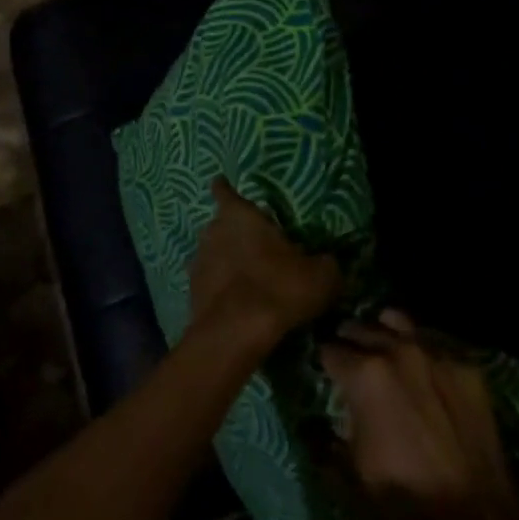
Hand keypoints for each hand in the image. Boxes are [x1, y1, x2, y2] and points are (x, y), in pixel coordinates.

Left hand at [188, 177, 340, 356]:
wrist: (235, 334)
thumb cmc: (277, 289)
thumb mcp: (320, 277)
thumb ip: (325, 263)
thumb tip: (327, 262)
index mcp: (239, 216)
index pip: (225, 191)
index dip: (225, 188)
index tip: (224, 185)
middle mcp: (211, 231)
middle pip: (220, 224)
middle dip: (234, 232)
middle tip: (256, 245)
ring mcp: (197, 262)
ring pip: (212, 253)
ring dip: (226, 261)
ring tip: (247, 276)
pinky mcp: (191, 292)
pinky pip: (208, 282)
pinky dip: (220, 288)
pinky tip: (236, 302)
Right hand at [322, 310, 518, 519]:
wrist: (478, 519)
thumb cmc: (404, 498)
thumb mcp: (350, 473)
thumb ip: (324, 437)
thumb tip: (311, 423)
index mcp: (364, 373)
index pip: (329, 349)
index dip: (324, 364)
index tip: (326, 374)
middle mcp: (397, 350)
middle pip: (360, 328)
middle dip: (350, 343)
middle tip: (350, 363)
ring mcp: (435, 353)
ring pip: (396, 321)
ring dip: (383, 334)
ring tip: (382, 352)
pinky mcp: (466, 365)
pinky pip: (433, 341)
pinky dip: (419, 348)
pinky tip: (421, 371)